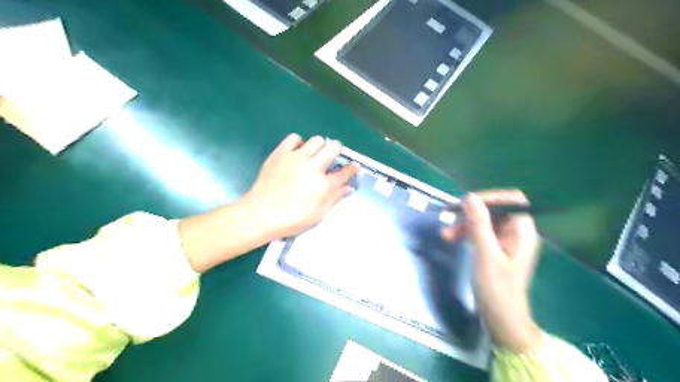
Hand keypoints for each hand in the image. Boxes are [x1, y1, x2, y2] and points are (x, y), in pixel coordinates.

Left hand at [181, 134, 357, 271]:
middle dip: (337, 151)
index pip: (344, 172)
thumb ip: (334, 198)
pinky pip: (294, 138)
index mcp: (323, 186)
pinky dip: (299, 143)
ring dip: (319, 147)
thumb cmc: (291, 220)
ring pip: (317, 140)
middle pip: (333, 147)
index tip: (354, 166)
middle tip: (332, 158)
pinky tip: (297, 153)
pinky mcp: (280, 153)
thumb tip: (349, 187)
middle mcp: (312, 168)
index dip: (352, 168)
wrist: (260, 214)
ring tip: (313, 156)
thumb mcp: (318, 215)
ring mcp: (295, 158)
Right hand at [441, 189, 541, 353]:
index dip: (490, 197)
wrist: (501, 318)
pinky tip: (453, 239)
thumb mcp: (485, 255)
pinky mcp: (495, 249)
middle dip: (470, 213)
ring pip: (484, 221)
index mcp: (522, 232)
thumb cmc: (497, 288)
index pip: (511, 200)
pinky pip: (480, 232)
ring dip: (464, 224)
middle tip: (449, 218)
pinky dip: (466, 233)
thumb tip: (469, 197)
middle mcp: (516, 232)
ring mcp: (505, 241)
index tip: (465, 203)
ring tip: (446, 235)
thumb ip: (479, 224)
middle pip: (494, 210)